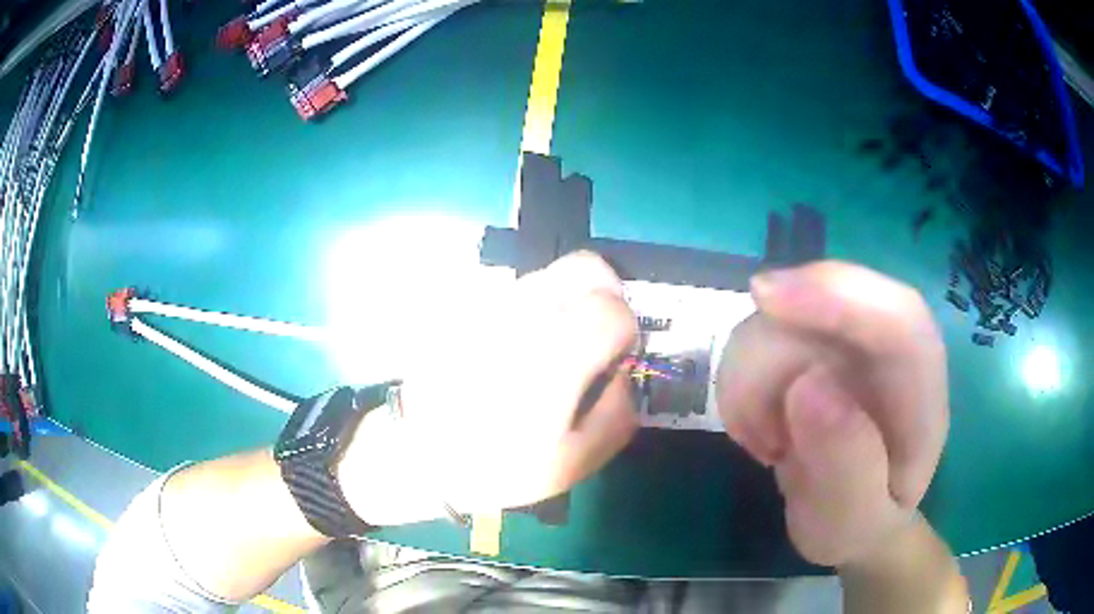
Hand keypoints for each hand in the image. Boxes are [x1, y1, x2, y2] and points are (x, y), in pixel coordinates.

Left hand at [338, 251, 638, 524]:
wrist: (416, 453)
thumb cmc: (497, 465)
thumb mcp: (575, 461)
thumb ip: (618, 411)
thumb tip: (623, 372)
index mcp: (557, 354)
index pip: (615, 306)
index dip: (627, 331)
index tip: (613, 359)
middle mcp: (526, 313)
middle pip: (588, 266)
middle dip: (606, 296)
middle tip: (596, 337)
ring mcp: (493, 303)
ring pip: (552, 274)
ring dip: (568, 301)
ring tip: (551, 348)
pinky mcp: (470, 304)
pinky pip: (518, 290)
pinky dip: (533, 308)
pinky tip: (516, 349)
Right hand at [716, 261, 948, 566]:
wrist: (850, 515)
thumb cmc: (860, 524)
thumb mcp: (854, 522)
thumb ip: (846, 468)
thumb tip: (806, 386)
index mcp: (920, 393)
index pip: (898, 317)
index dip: (839, 295)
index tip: (766, 300)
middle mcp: (887, 349)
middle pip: (821, 304)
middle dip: (770, 363)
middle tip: (760, 439)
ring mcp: (846, 340)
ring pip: (778, 316)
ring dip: (750, 382)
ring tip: (767, 443)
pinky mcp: (809, 343)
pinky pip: (756, 333)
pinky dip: (739, 382)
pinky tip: (757, 426)